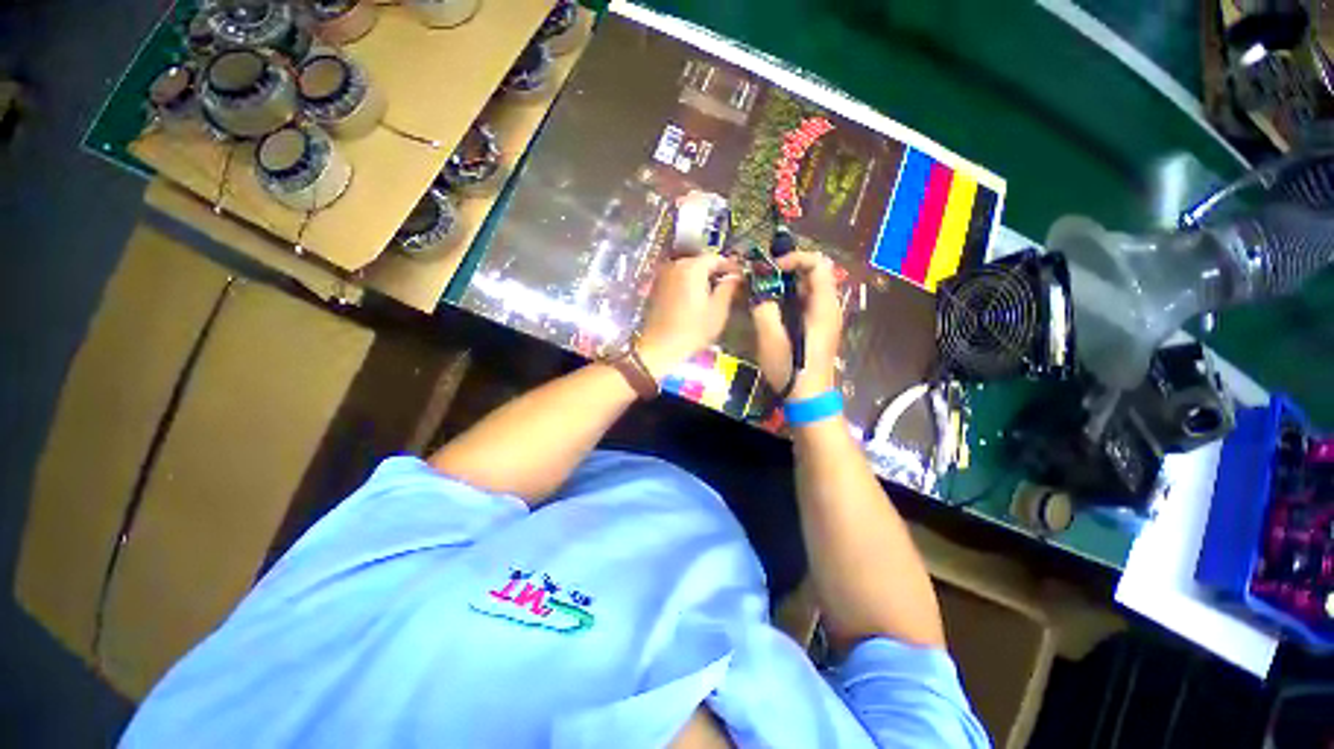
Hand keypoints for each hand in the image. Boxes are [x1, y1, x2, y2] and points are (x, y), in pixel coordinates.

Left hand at [637, 254, 741, 377]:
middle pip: (700, 262)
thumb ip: (728, 288)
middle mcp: (676, 265)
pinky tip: (695, 299)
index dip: (731, 266)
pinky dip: (688, 284)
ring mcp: (663, 276)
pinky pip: (677, 279)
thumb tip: (735, 276)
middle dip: (715, 271)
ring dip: (701, 278)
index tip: (741, 276)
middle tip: (729, 285)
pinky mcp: (656, 288)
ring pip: (688, 271)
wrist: (659, 347)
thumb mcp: (718, 310)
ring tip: (713, 293)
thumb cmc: (692, 330)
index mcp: (692, 268)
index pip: (716, 258)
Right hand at [751, 250, 842, 400]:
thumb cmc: (792, 369)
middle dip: (787, 271)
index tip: (772, 269)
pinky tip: (773, 310)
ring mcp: (825, 318)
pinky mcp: (818, 328)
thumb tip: (759, 291)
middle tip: (763, 280)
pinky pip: (806, 303)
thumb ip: (764, 309)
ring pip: (808, 289)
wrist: (809, 398)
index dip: (795, 258)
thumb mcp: (771, 339)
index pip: (818, 264)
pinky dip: (789, 299)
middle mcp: (829, 307)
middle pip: (814, 274)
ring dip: (786, 285)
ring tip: (764, 293)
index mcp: (823, 306)